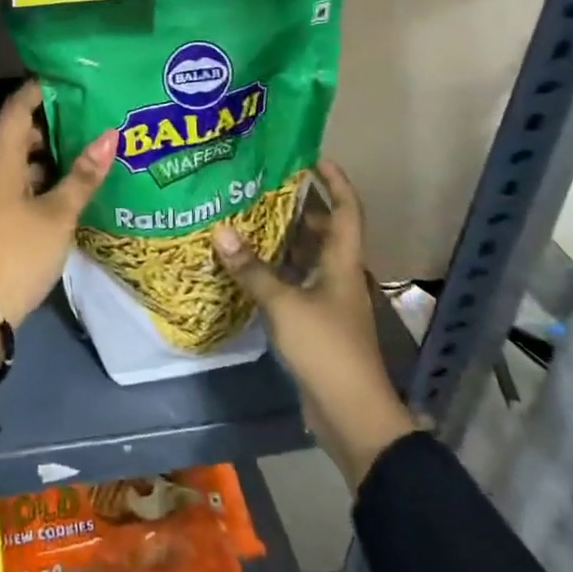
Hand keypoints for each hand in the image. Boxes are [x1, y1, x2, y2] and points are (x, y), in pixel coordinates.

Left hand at [0, 79, 116, 384]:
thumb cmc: (17, 253)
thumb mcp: (57, 215)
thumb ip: (83, 175)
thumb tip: (110, 134)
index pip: (15, 110)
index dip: (38, 91)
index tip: (67, 81)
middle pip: (15, 136)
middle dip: (49, 126)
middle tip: (87, 118)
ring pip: (16, 164)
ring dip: (46, 157)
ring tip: (83, 153)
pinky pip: (14, 187)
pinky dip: (38, 182)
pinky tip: (65, 192)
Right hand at [213, 158, 414, 491]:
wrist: (352, 415)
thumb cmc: (326, 349)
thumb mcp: (284, 305)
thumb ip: (252, 269)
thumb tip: (219, 230)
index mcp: (342, 262)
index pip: (347, 210)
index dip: (335, 181)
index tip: (313, 156)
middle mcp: (339, 275)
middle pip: (324, 230)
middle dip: (300, 205)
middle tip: (264, 182)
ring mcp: (329, 301)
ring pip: (307, 257)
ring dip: (284, 237)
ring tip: (249, 214)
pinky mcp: (316, 323)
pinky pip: (295, 282)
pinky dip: (276, 269)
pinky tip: (248, 263)